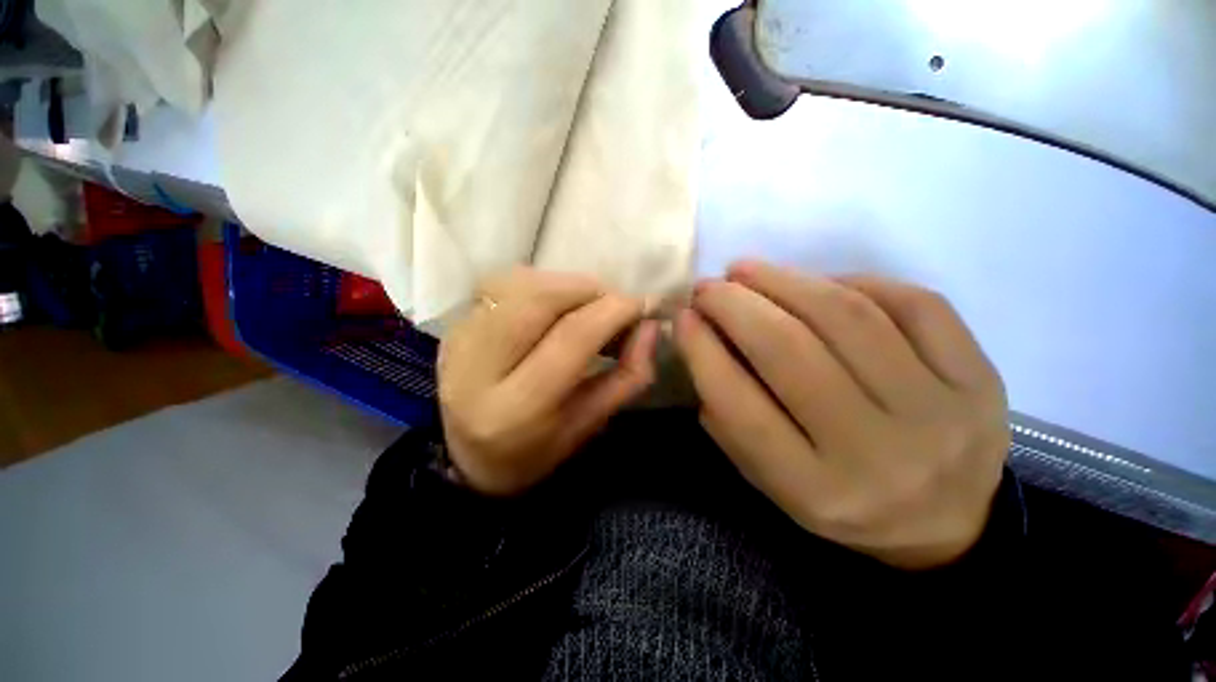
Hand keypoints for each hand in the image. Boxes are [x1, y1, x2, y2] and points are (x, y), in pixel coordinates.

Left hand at [439, 268, 658, 496]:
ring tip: (587, 308)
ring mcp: (458, 339)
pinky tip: (555, 308)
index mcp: (515, 408)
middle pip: (540, 298)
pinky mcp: (455, 325)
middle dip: (590, 290)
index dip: (615, 311)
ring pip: (520, 283)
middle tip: (615, 306)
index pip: (572, 337)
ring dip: (566, 286)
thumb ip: (627, 376)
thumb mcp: (590, 425)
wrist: (467, 456)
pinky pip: (504, 284)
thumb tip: (650, 326)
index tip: (644, 306)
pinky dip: (542, 286)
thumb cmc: (536, 452)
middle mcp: (477, 367)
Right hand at [675, 261, 1009, 569]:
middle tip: (709, 287)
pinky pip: (916, 304)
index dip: (702, 351)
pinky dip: (854, 281)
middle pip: (791, 351)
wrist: (945, 525)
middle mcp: (878, 452)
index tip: (683, 317)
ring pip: (848, 317)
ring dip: (784, 280)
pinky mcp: (981, 379)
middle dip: (736, 305)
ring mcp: (941, 412)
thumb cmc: (840, 501)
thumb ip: (729, 416)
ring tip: (747, 270)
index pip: (741, 405)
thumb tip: (701, 339)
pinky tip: (820, 283)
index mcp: (816, 489)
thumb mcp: (769, 478)